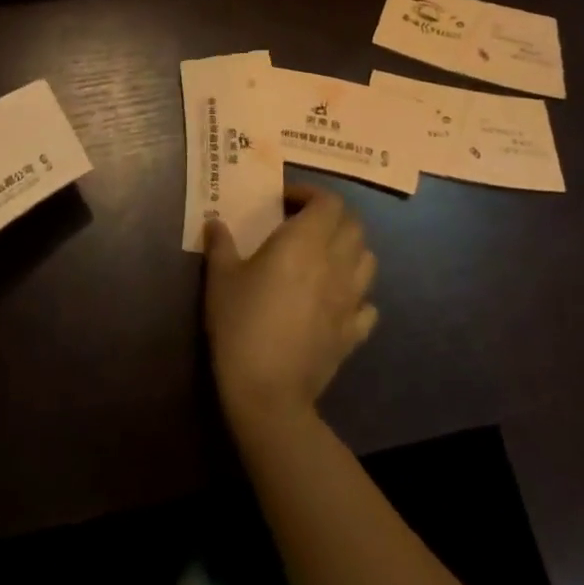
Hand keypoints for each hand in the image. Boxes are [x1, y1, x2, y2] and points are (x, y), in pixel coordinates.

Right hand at [203, 183, 377, 431]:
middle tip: (304, 222)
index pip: (329, 201)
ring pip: (368, 259)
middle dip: (332, 216)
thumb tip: (215, 222)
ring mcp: (350, 299)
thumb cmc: (241, 324)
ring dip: (350, 249)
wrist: (267, 391)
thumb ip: (220, 244)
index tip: (285, 200)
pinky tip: (335, 299)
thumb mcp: (220, 278)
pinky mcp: (354, 332)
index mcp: (304, 242)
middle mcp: (335, 263)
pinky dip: (357, 294)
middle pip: (354, 224)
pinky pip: (368, 304)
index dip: (311, 193)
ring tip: (324, 256)